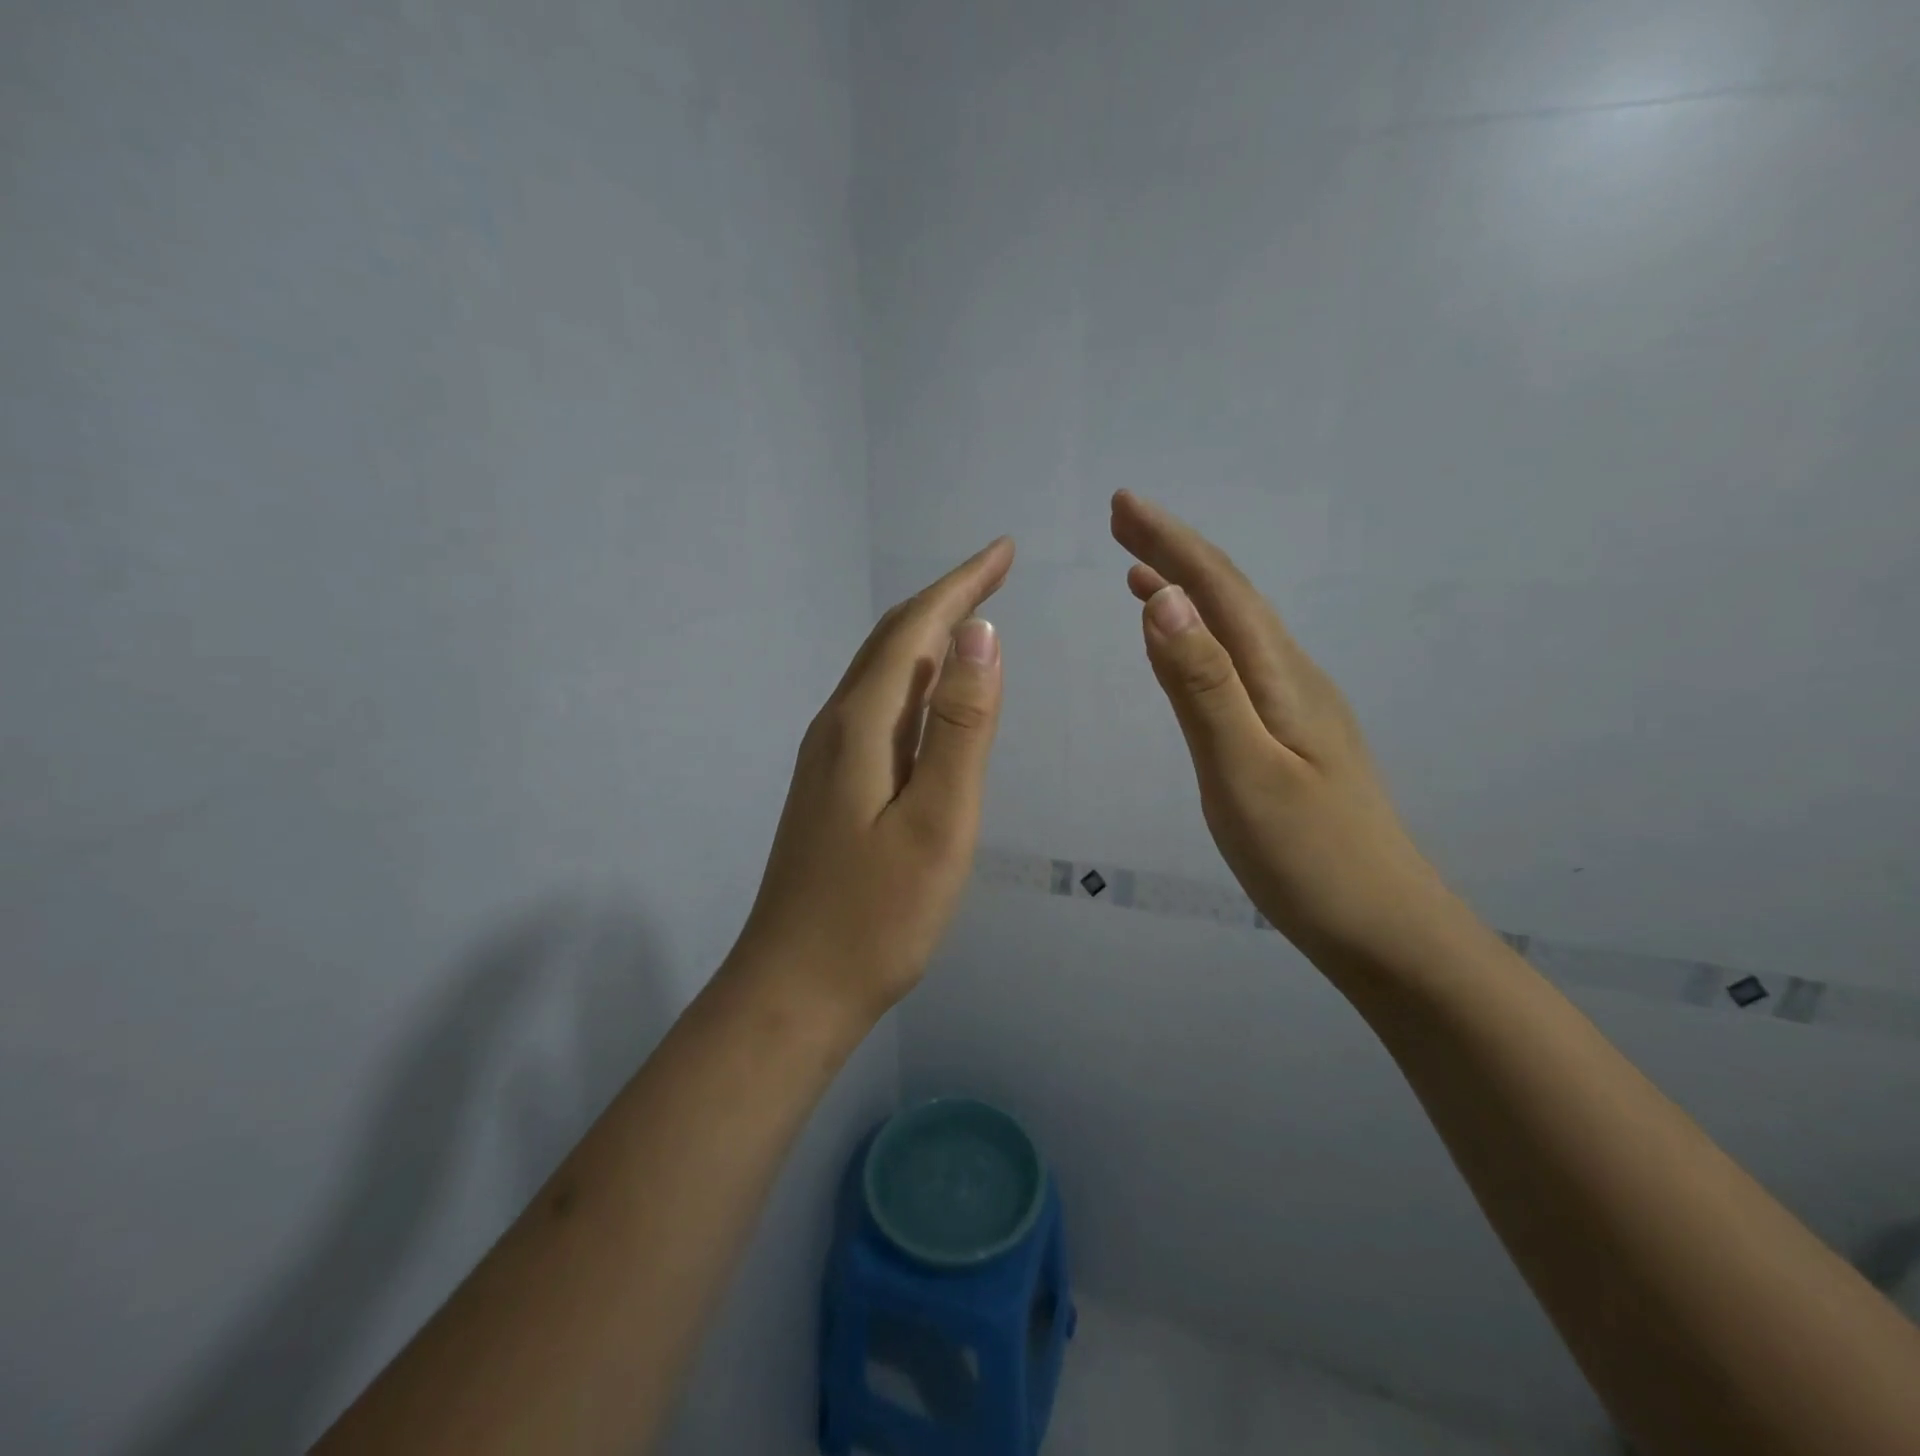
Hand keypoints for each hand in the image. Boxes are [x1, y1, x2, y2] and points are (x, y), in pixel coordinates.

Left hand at [732, 539, 1014, 1019]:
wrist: (795, 989)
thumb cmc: (876, 916)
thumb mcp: (937, 821)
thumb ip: (960, 727)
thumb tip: (980, 635)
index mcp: (861, 725)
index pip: (914, 630)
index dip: (961, 585)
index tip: (1003, 550)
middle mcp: (837, 727)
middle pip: (892, 642)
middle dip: (946, 600)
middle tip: (997, 572)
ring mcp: (828, 758)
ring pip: (883, 675)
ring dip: (929, 637)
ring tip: (974, 618)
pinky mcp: (832, 787)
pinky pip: (879, 710)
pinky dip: (916, 682)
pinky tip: (934, 696)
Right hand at [1110, 491, 1446, 963]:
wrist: (1384, 928)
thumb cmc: (1307, 857)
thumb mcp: (1243, 770)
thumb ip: (1202, 685)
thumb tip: (1164, 599)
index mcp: (1281, 677)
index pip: (1220, 589)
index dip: (1170, 542)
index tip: (1122, 504)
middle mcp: (1293, 678)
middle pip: (1231, 598)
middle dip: (1175, 553)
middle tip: (1122, 523)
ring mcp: (1296, 708)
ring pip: (1235, 630)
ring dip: (1188, 593)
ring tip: (1140, 571)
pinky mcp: (1291, 737)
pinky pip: (1237, 664)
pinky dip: (1201, 638)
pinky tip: (1186, 649)